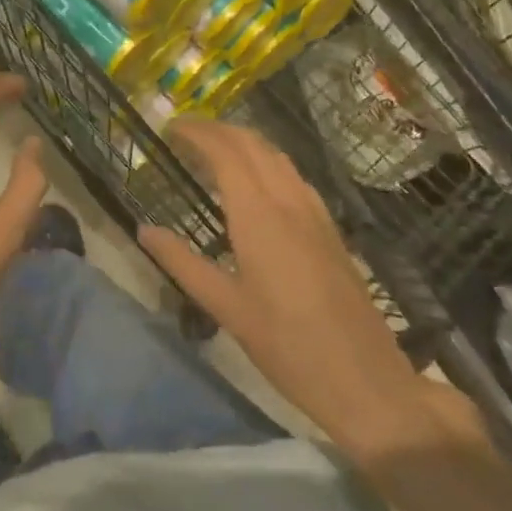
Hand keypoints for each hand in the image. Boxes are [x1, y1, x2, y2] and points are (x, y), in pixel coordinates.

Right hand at [139, 119, 424, 440]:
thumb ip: (182, 263)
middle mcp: (288, 202)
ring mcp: (315, 213)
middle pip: (252, 144)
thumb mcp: (226, 309)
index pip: (225, 152)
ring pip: (276, 156)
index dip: (197, 133)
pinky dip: (267, 161)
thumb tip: (144, 230)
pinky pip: (293, 175)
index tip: (170, 128)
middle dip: (217, 129)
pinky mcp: (330, 229)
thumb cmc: (288, 347)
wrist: (367, 382)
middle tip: (185, 133)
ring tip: (214, 150)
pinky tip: (257, 182)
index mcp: (259, 216)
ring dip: (243, 141)